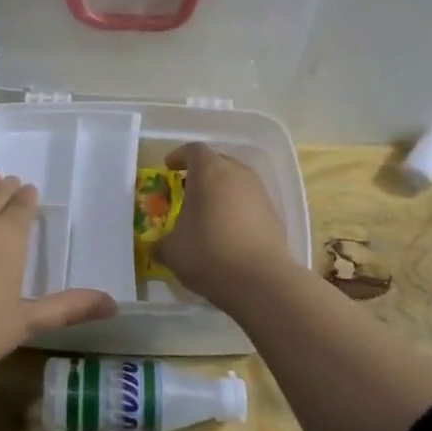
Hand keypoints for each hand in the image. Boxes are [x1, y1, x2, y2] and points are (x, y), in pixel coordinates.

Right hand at [154, 143, 296, 306]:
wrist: (262, 280)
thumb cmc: (208, 253)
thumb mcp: (172, 250)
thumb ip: (162, 242)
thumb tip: (157, 247)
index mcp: (209, 171)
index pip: (193, 150)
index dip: (179, 156)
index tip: (169, 167)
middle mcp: (236, 173)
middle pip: (217, 162)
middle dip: (200, 173)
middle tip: (186, 191)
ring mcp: (259, 192)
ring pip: (235, 182)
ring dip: (220, 191)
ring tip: (207, 213)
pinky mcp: (274, 214)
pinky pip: (249, 202)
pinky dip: (236, 209)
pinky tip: (227, 231)